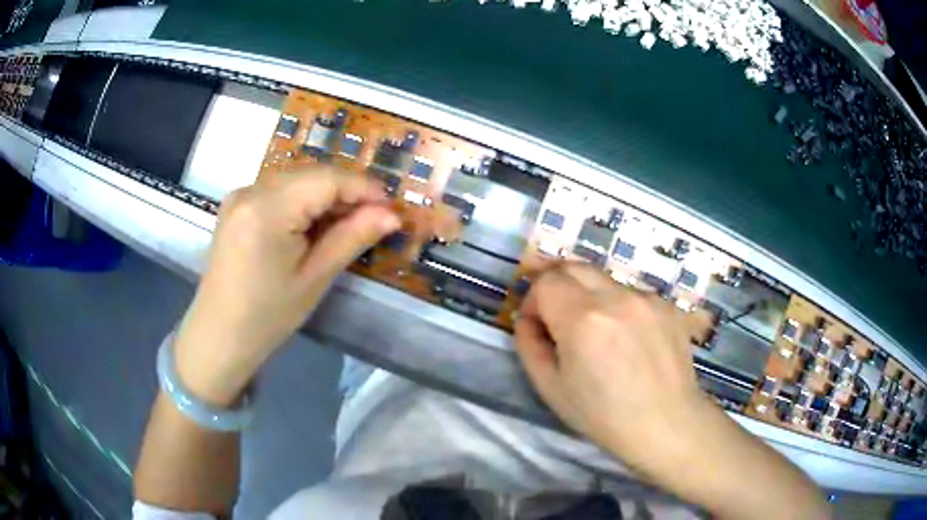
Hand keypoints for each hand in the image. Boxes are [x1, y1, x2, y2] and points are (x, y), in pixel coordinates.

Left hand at [175, 166, 399, 405]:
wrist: (219, 336)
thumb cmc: (267, 317)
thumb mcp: (314, 279)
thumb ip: (352, 237)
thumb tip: (392, 215)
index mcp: (267, 208)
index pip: (327, 179)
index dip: (364, 188)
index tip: (392, 207)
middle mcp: (251, 189)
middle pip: (311, 174)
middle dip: (347, 192)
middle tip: (375, 219)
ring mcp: (241, 195)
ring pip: (297, 180)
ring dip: (327, 196)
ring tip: (349, 224)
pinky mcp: (237, 205)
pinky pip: (280, 191)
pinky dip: (304, 202)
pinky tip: (316, 225)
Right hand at [514, 263, 712, 471]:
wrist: (666, 424)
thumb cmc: (603, 416)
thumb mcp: (550, 388)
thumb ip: (529, 344)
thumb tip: (528, 319)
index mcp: (583, 319)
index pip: (546, 281)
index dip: (533, 300)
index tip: (537, 326)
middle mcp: (617, 297)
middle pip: (574, 267)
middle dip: (558, 287)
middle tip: (559, 319)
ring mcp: (647, 298)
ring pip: (605, 280)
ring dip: (590, 297)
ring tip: (600, 335)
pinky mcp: (667, 305)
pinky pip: (632, 294)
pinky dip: (620, 307)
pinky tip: (629, 340)